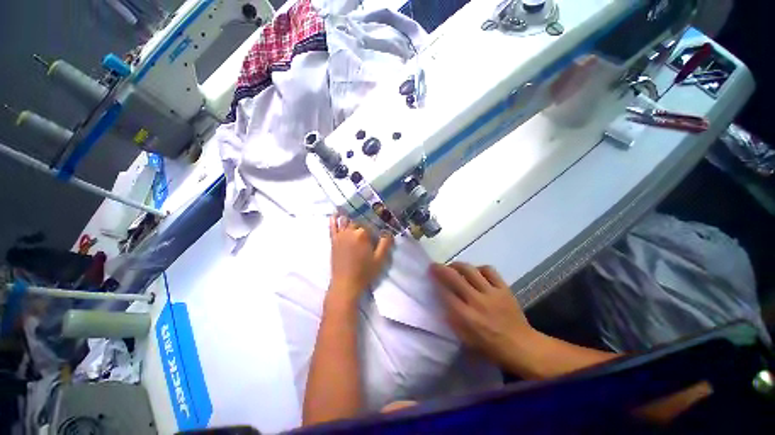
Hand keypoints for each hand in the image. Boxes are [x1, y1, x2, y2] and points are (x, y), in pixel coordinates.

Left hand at [328, 215, 393, 302]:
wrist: (345, 284)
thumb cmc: (364, 272)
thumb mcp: (380, 259)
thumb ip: (386, 243)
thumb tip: (389, 232)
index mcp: (362, 234)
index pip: (370, 225)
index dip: (374, 229)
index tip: (377, 234)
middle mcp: (350, 231)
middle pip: (358, 222)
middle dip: (363, 224)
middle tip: (367, 229)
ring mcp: (340, 235)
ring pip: (346, 222)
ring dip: (351, 219)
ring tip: (355, 214)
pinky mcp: (333, 241)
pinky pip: (332, 227)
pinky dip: (333, 220)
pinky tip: (335, 214)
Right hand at [431, 263, 534, 365]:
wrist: (522, 347)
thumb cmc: (490, 347)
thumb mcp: (466, 339)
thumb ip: (452, 319)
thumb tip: (442, 301)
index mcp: (466, 317)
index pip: (445, 292)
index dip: (435, 281)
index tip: (430, 275)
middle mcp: (477, 301)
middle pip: (455, 277)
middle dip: (441, 269)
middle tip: (434, 265)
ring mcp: (492, 293)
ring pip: (470, 270)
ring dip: (458, 265)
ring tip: (453, 266)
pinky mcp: (504, 288)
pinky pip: (489, 270)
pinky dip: (479, 268)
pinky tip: (475, 272)